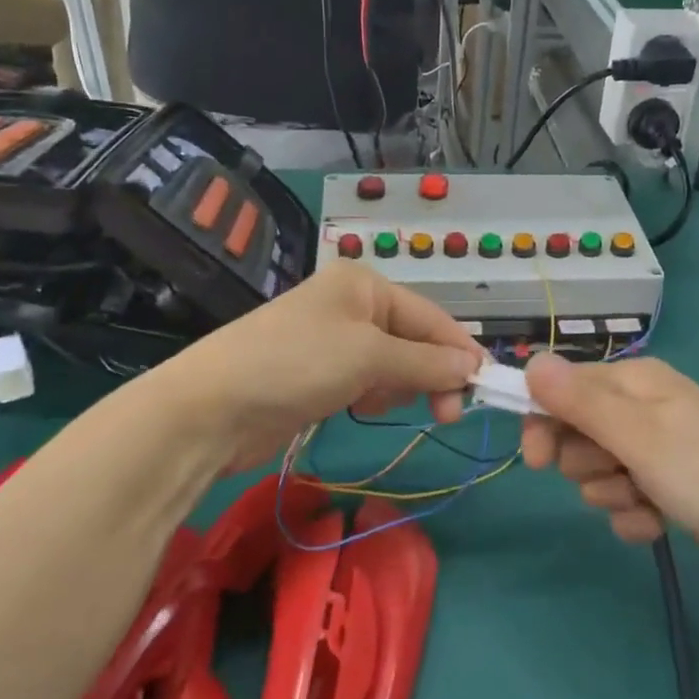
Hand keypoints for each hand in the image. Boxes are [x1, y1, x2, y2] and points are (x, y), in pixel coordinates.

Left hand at [157, 261, 484, 473]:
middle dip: (432, 372)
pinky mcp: (319, 374)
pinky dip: (376, 395)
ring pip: (393, 363)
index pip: (431, 316)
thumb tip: (473, 367)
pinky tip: (367, 408)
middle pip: (414, 339)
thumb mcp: (370, 357)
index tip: (486, 388)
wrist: (212, 408)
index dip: (460, 350)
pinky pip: (367, 381)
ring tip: (387, 404)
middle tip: (448, 413)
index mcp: (365, 285)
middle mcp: (352, 306)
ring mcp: (333, 341)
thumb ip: (426, 362)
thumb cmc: (297, 364)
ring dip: (402, 386)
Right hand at [520, 353, 698, 578]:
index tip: (536, 461)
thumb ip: (580, 401)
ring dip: (612, 493)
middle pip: (578, 432)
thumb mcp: (638, 435)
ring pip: (600, 471)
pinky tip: (658, 525)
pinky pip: (627, 499)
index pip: (563, 388)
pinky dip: (635, 515)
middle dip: (587, 463)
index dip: (543, 422)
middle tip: (616, 476)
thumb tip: (531, 361)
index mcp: (634, 382)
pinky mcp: (672, 486)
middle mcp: (643, 408)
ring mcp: (659, 448)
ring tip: (645, 502)